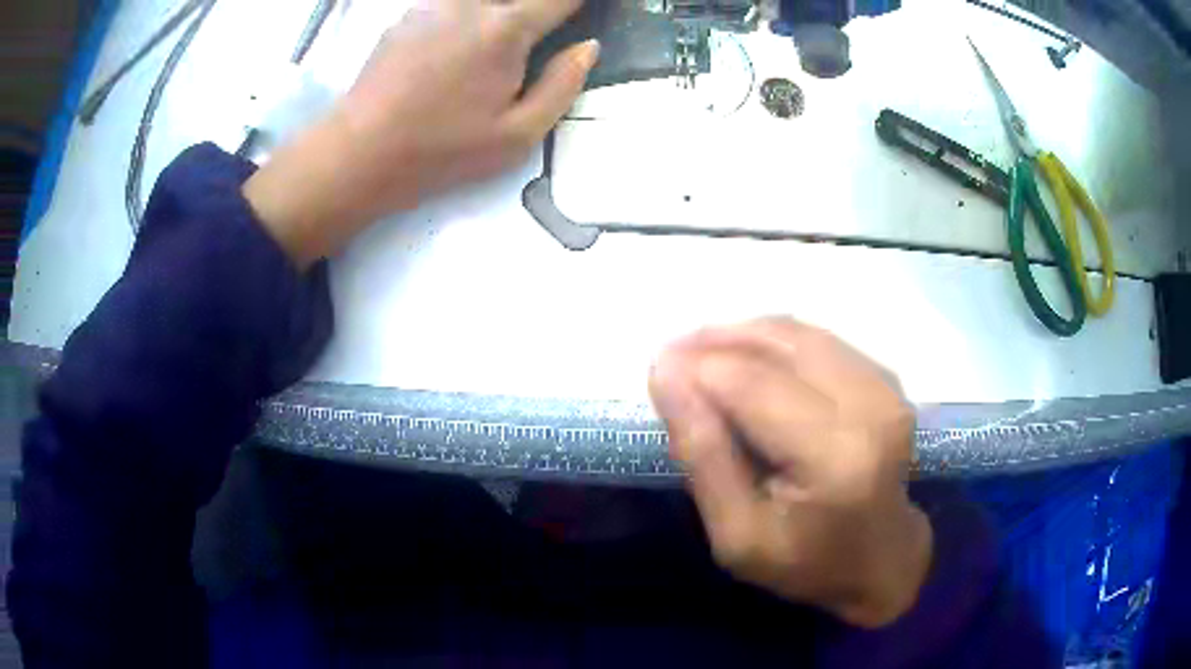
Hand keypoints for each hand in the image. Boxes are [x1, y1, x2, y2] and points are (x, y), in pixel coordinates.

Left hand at [244, 0, 598, 266]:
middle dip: (535, 9)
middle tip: (538, 31)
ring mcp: (432, 5)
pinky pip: (449, 5)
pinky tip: (454, 45)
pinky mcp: (404, 16)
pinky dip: (465, 15)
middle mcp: (470, 4)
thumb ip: (563, 85)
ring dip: (497, 12)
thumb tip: (587, 47)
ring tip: (490, 57)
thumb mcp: (519, 135)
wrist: (359, 153)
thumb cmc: (442, 150)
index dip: (576, 2)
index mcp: (506, 28)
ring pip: (480, 0)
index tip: (581, 13)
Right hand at [649, 319, 932, 627]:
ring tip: (700, 356)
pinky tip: (746, 362)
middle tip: (671, 360)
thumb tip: (666, 375)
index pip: (752, 385)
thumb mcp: (737, 535)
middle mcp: (869, 407)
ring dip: (740, 336)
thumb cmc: (806, 562)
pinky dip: (771, 341)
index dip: (696, 368)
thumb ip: (704, 456)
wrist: (881, 558)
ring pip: (795, 331)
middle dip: (713, 343)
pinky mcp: (883, 376)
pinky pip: (815, 338)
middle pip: (775, 345)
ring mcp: (883, 386)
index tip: (656, 372)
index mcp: (835, 458)